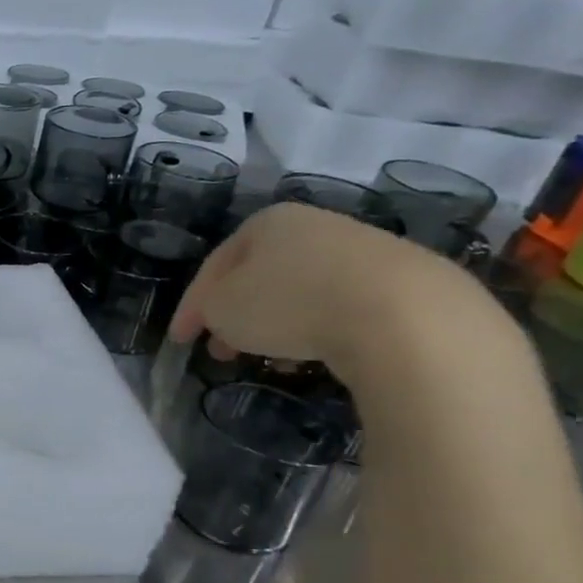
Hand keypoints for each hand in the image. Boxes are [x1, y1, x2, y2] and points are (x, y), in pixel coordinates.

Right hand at [168, 202, 492, 376]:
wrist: (403, 315)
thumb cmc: (291, 303)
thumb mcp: (223, 310)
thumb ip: (210, 310)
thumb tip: (225, 315)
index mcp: (267, 222)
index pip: (215, 266)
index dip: (191, 306)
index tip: (180, 341)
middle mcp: (314, 226)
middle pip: (259, 276)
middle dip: (235, 316)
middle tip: (219, 351)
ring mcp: (363, 250)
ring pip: (300, 292)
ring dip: (276, 326)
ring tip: (267, 360)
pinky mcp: (402, 282)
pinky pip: (340, 307)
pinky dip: (317, 330)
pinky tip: (313, 357)